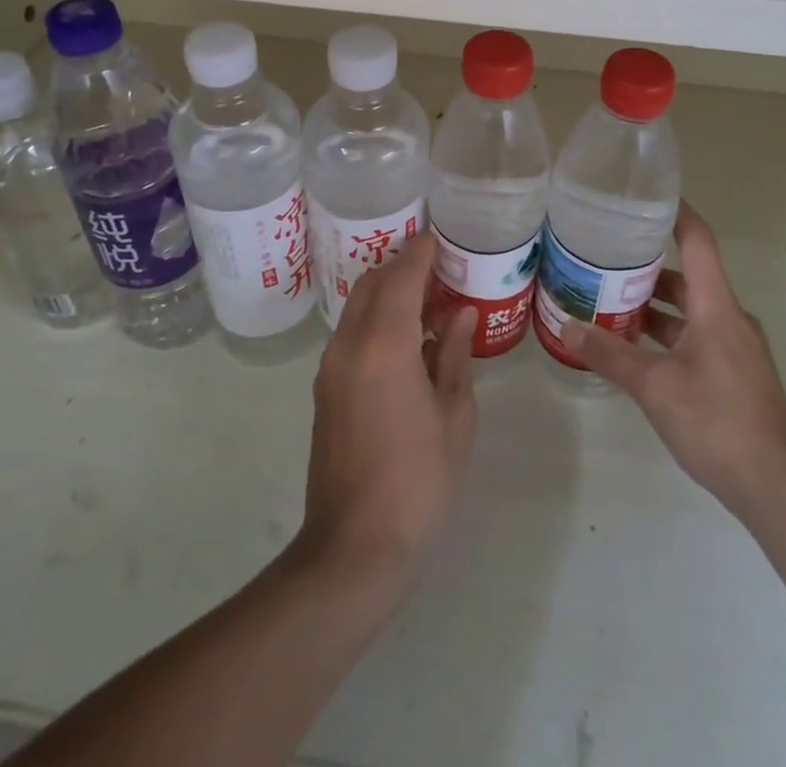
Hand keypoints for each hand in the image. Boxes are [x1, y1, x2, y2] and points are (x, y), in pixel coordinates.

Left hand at [293, 231, 476, 582]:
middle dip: (401, 267)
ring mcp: (330, 368)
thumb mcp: (454, 416)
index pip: (400, 278)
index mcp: (384, 346)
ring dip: (387, 293)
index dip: (420, 253)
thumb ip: (456, 356)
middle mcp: (349, 345)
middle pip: (370, 285)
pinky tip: (406, 338)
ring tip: (427, 300)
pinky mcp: (325, 391)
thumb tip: (461, 315)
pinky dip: (376, 319)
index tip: (439, 238)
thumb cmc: (419, 480)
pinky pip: (351, 334)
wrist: (354, 548)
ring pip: (357, 308)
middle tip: (437, 266)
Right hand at [564, 201, 785, 519]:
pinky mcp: (734, 374)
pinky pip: (694, 337)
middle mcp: (728, 318)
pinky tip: (634, 350)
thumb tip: (568, 326)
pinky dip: (664, 334)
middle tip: (603, 258)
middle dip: (645, 267)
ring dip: (653, 306)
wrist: (779, 487)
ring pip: (688, 311)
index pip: (698, 241)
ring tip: (607, 302)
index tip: (647, 195)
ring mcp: (734, 348)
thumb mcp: (655, 386)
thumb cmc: (718, 422)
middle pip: (686, 276)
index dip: (676, 212)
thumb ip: (610, 354)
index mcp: (717, 306)